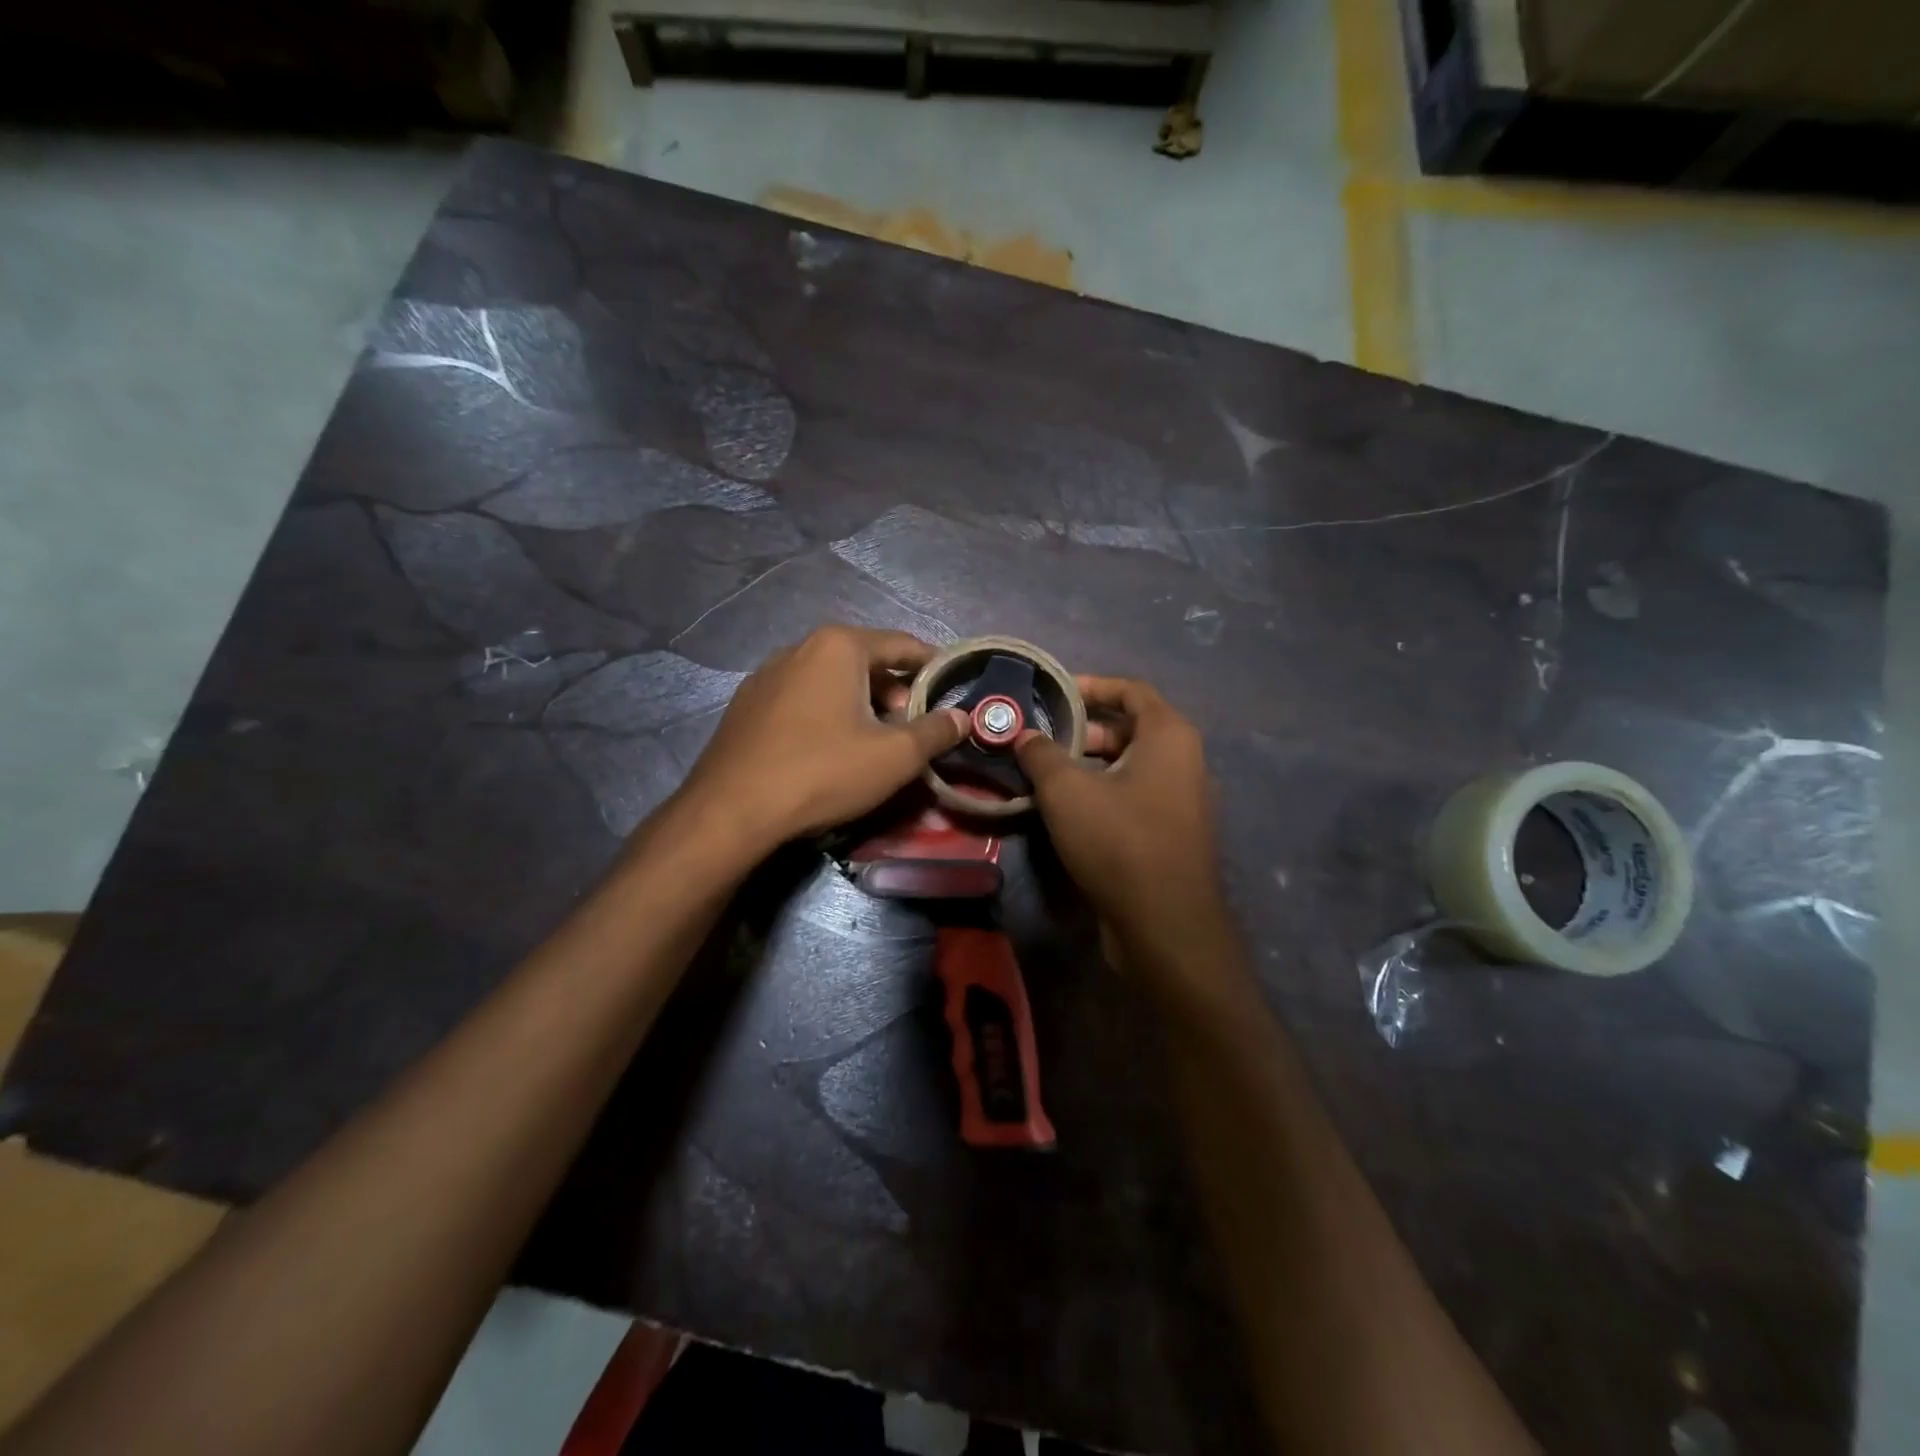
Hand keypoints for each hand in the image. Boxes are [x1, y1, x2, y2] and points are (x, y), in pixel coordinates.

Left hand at [676, 625, 967, 853]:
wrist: (732, 810)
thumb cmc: (823, 772)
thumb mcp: (895, 756)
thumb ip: (936, 732)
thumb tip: (963, 717)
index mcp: (839, 646)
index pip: (902, 645)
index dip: (933, 666)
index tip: (953, 687)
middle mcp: (800, 647)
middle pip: (865, 662)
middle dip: (896, 692)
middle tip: (912, 728)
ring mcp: (767, 675)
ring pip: (832, 681)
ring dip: (861, 705)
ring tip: (874, 743)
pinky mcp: (747, 705)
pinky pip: (802, 699)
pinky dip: (827, 715)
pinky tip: (828, 750)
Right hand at [1015, 676, 1229, 969]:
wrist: (1164, 924)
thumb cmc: (1119, 840)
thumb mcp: (1066, 791)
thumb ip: (1041, 754)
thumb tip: (1024, 735)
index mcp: (1169, 736)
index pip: (1131, 690)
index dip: (1091, 685)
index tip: (1054, 693)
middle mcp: (1184, 760)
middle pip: (1130, 727)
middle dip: (1084, 728)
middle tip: (1042, 739)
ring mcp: (1181, 798)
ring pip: (1130, 764)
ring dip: (1089, 762)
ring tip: (1045, 772)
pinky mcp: (1171, 832)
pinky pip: (1134, 794)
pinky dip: (1103, 790)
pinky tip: (1067, 808)